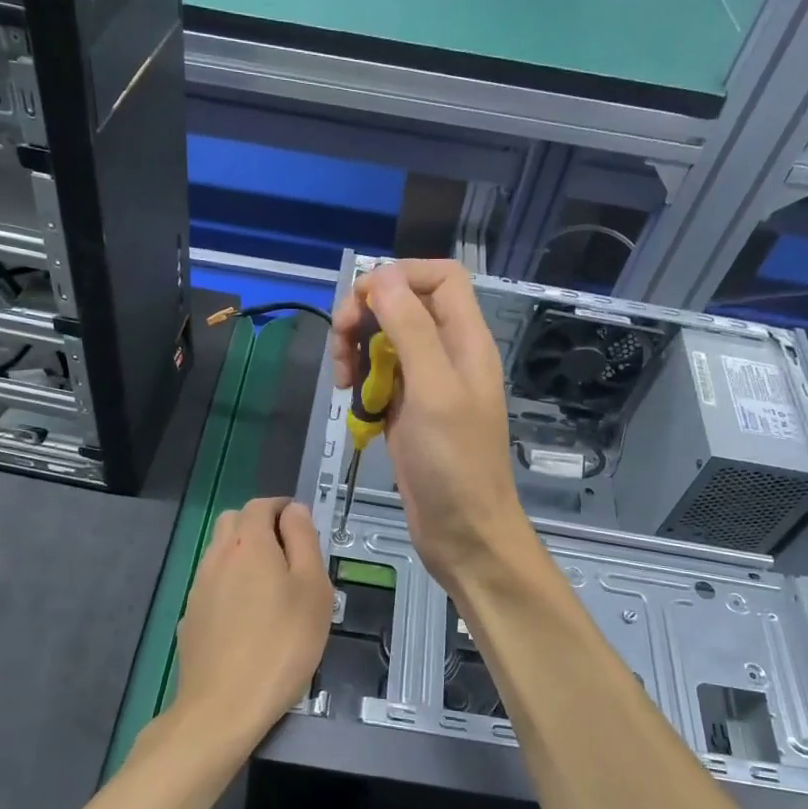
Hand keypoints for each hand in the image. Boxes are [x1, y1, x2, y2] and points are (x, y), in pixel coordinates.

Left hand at [173, 498, 332, 752]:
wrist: (224, 705)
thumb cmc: (283, 644)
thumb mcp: (313, 589)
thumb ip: (304, 541)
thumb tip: (294, 510)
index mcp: (249, 543)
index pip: (261, 506)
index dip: (283, 509)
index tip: (302, 526)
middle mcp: (217, 556)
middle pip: (234, 522)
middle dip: (260, 526)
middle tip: (289, 553)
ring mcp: (199, 587)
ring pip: (220, 552)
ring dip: (243, 554)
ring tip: (271, 586)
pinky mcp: (191, 616)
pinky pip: (212, 584)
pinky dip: (230, 583)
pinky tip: (247, 616)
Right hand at [331, 260, 534, 592]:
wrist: (463, 532)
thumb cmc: (453, 464)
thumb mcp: (433, 390)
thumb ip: (411, 329)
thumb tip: (381, 277)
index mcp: (466, 340)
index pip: (440, 277)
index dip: (400, 275)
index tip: (362, 303)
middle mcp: (448, 354)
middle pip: (405, 303)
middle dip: (367, 314)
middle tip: (341, 346)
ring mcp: (427, 384)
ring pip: (386, 340)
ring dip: (358, 349)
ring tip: (343, 381)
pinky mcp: (408, 412)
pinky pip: (380, 378)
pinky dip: (361, 382)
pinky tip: (352, 403)